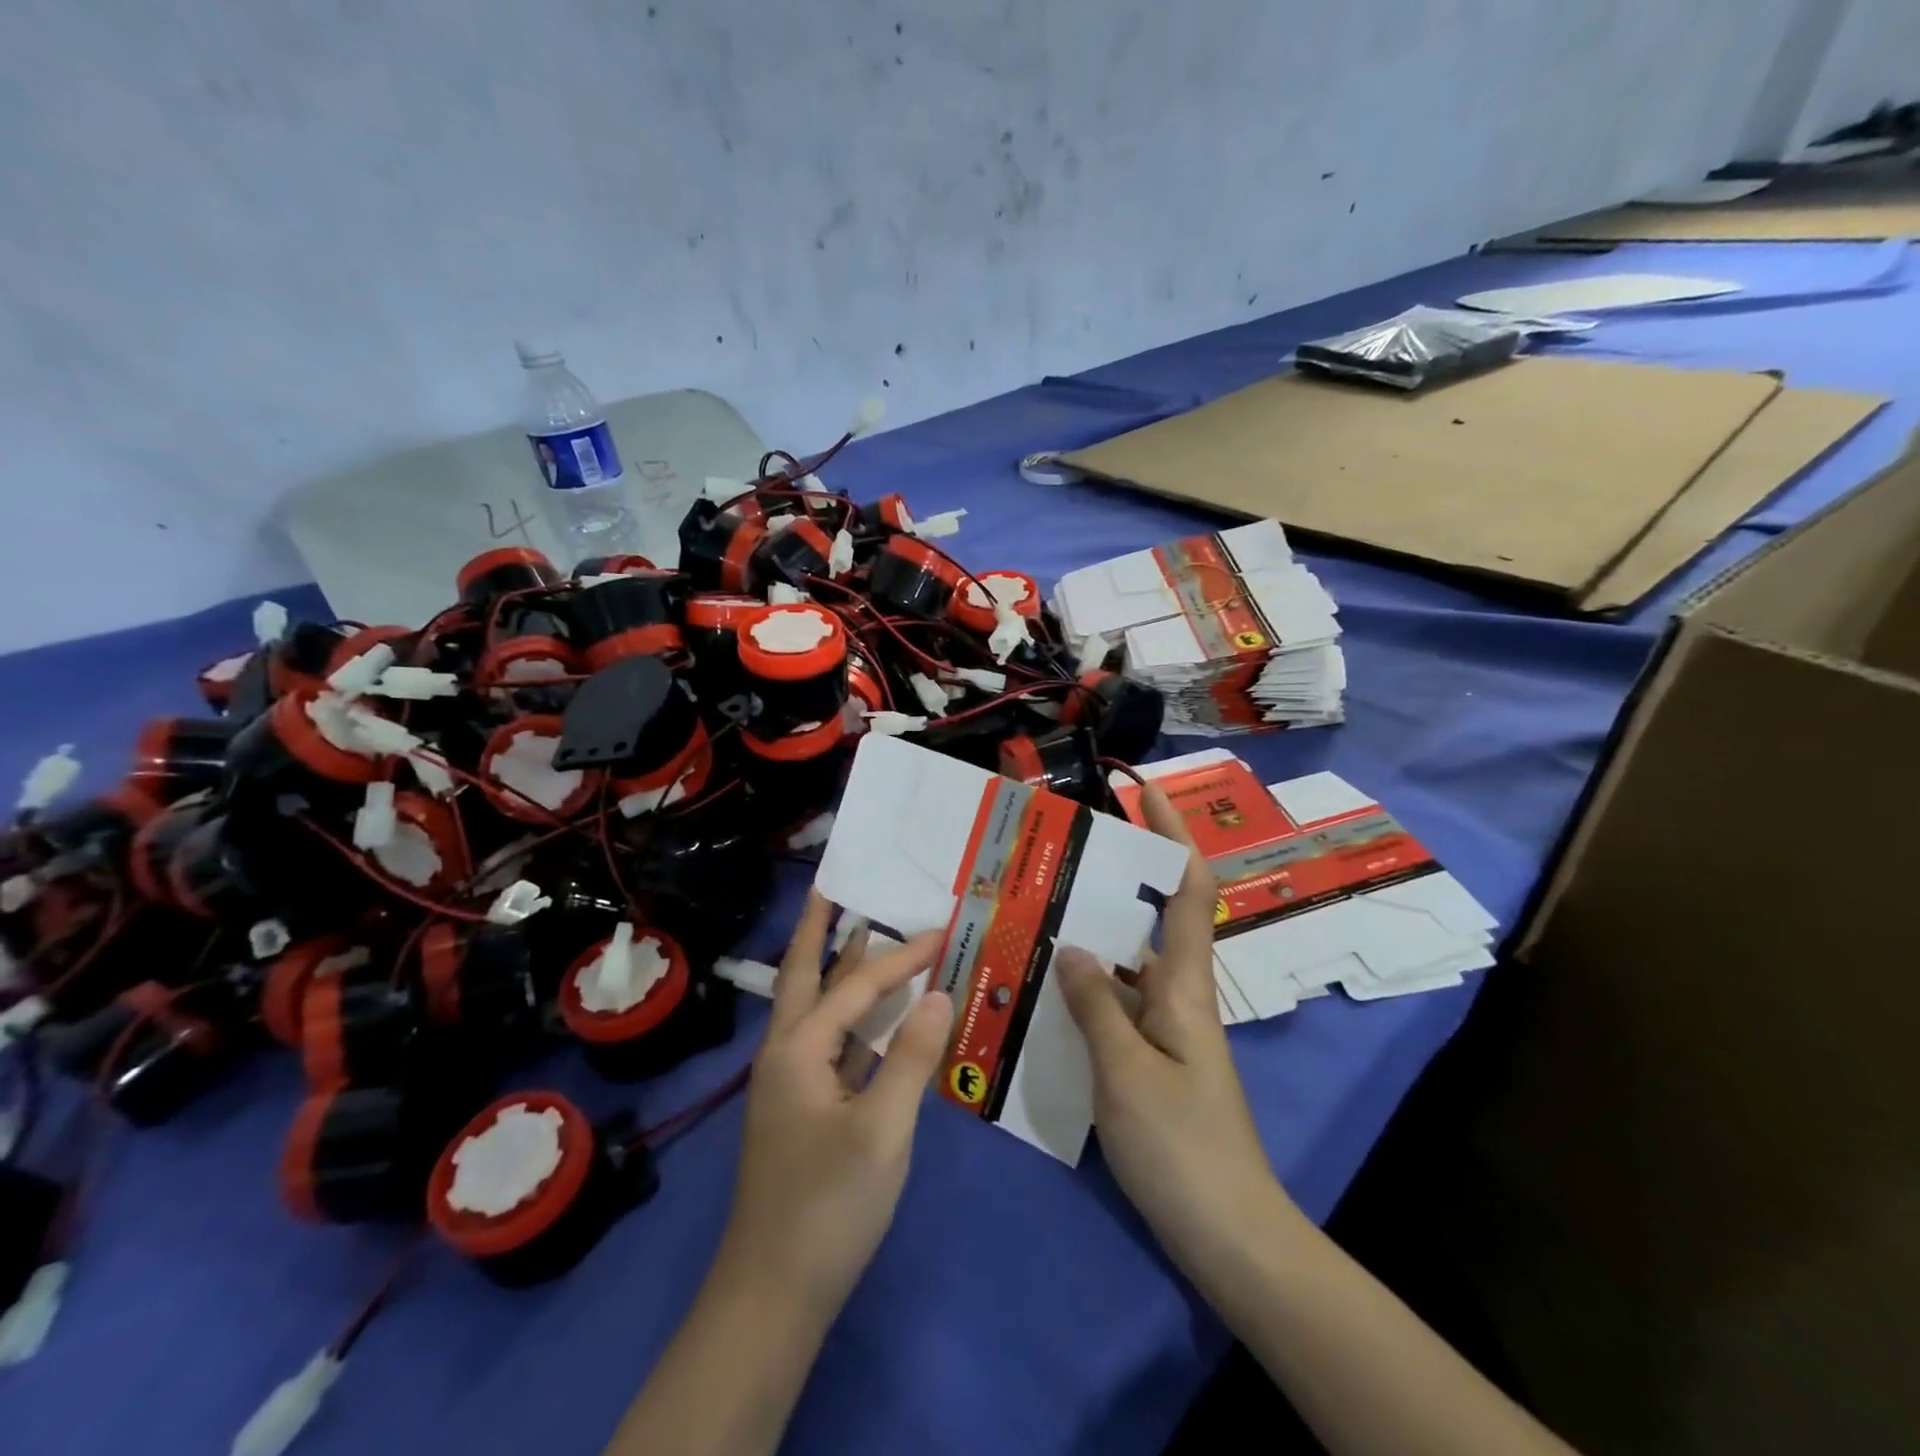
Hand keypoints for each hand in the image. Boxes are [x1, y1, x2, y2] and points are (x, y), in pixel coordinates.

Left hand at [716, 891, 952, 1323]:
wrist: (773, 1295)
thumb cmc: (829, 1206)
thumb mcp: (883, 1131)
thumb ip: (911, 1056)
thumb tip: (940, 994)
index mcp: (797, 1048)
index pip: (858, 986)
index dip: (902, 957)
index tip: (942, 931)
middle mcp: (784, 1052)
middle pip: (803, 975)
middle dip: (818, 929)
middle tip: (830, 886)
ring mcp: (788, 1081)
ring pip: (813, 1008)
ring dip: (834, 968)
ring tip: (856, 930)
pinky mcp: (800, 1108)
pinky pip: (827, 1042)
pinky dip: (849, 1017)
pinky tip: (872, 1016)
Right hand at [1056, 785, 1292, 1273]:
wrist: (1229, 1235)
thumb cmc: (1182, 1146)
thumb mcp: (1126, 1072)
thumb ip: (1095, 1005)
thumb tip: (1071, 945)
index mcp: (1184, 985)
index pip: (1190, 890)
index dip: (1176, 835)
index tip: (1145, 794)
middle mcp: (1178, 995)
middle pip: (1150, 918)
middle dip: (1112, 881)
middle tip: (1054, 859)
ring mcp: (1165, 1028)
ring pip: (1124, 964)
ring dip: (1088, 937)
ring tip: (1033, 915)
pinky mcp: (1151, 1058)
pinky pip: (1114, 1004)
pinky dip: (1083, 988)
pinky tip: (1042, 990)